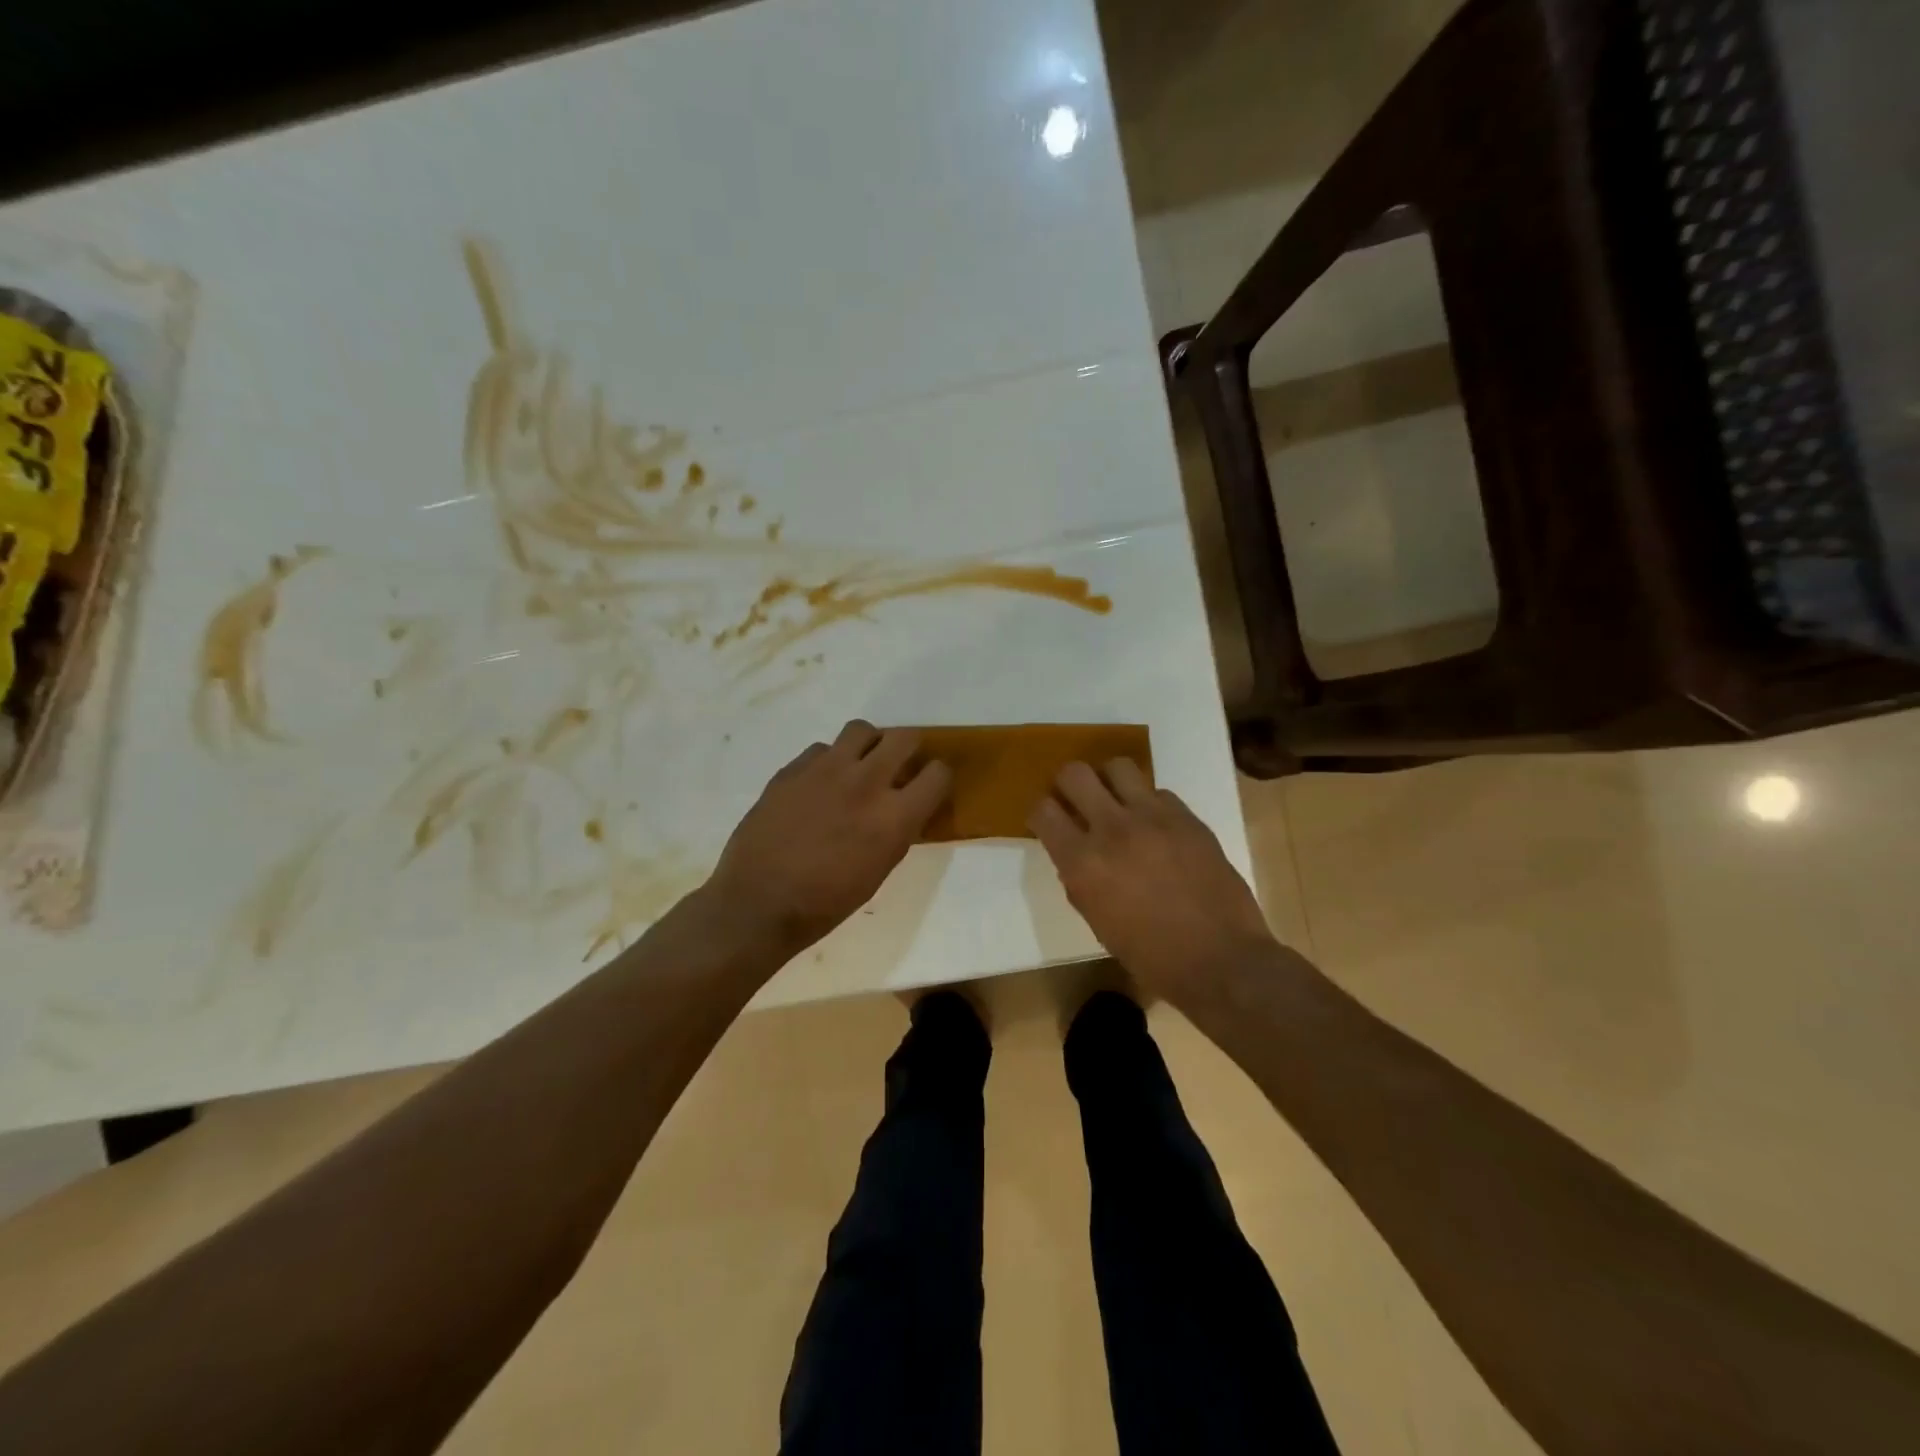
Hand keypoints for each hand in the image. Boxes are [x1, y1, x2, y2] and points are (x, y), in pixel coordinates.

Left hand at [707, 721, 951, 953]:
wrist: (759, 902)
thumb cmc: (826, 902)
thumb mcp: (879, 871)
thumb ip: (897, 831)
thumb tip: (903, 808)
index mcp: (895, 816)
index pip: (938, 773)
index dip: (937, 778)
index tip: (928, 785)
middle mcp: (867, 782)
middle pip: (904, 737)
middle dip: (908, 749)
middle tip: (898, 766)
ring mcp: (827, 769)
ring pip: (862, 729)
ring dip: (868, 745)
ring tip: (859, 765)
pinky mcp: (794, 768)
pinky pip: (822, 748)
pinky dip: (829, 761)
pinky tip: (819, 785)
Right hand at [1030, 761, 1274, 998]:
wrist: (1221, 960)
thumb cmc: (1151, 957)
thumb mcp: (1097, 922)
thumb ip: (1079, 880)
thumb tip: (1076, 854)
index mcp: (1083, 864)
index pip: (1043, 811)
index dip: (1041, 814)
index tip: (1049, 822)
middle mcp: (1112, 829)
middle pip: (1075, 774)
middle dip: (1068, 785)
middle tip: (1077, 802)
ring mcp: (1153, 817)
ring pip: (1118, 767)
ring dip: (1109, 782)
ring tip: (1116, 802)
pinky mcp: (1187, 817)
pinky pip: (1158, 791)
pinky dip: (1149, 804)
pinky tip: (1156, 827)